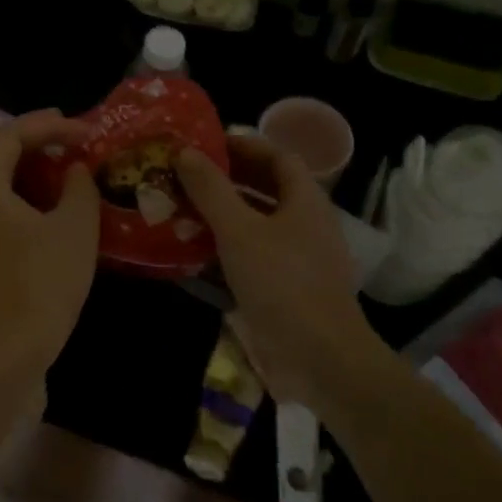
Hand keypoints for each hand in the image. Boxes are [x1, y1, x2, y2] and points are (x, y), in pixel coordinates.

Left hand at [0, 110, 99, 361]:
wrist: (5, 352)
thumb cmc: (41, 284)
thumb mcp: (74, 229)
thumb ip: (79, 187)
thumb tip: (74, 168)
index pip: (10, 134)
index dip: (49, 125)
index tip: (86, 130)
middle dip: (33, 137)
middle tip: (70, 134)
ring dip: (27, 165)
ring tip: (64, 163)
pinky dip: (22, 192)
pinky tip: (50, 203)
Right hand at [176, 134, 381, 401]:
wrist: (319, 358)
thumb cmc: (282, 283)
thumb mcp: (239, 230)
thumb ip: (211, 189)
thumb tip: (186, 152)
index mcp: (305, 201)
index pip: (278, 157)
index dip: (244, 145)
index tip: (206, 143)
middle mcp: (306, 224)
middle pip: (267, 189)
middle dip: (227, 179)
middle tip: (186, 175)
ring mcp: (298, 259)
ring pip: (257, 224)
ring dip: (222, 214)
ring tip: (182, 208)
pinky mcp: (285, 288)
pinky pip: (253, 255)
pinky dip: (225, 247)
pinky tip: (194, 253)